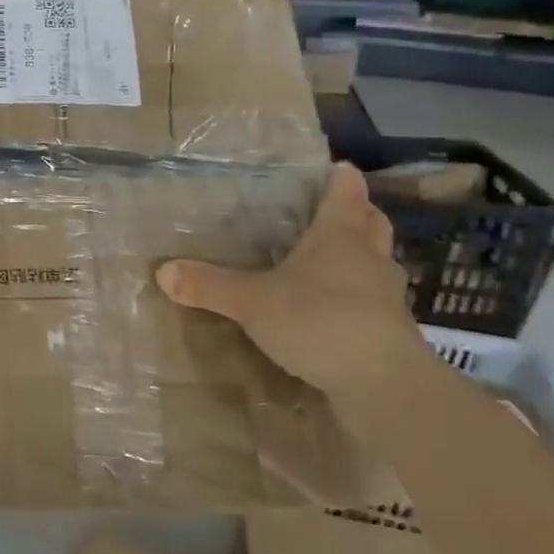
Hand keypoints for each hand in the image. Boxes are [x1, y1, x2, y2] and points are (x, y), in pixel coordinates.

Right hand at [156, 162, 426, 400]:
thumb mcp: (252, 303)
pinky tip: (336, 309)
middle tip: (338, 210)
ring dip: (362, 257)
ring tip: (334, 260)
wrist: (385, 386)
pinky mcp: (391, 333)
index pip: (346, 195)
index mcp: (339, 238)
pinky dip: (359, 298)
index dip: (342, 180)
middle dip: (360, 214)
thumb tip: (162, 271)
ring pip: (377, 263)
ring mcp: (386, 297)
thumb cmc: (320, 322)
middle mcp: (369, 259)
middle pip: (372, 224)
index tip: (340, 167)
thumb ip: (209, 286)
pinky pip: (374, 302)